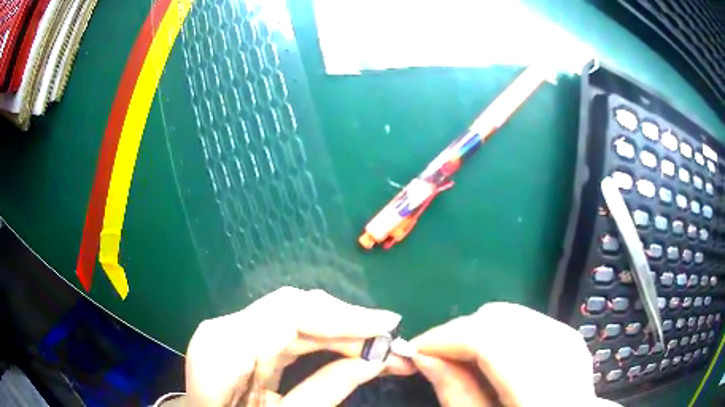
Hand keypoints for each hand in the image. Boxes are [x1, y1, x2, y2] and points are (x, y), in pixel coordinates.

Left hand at [184, 287, 409, 405]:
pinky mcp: (242, 339)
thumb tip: (374, 361)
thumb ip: (325, 392)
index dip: (343, 316)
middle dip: (348, 322)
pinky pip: (287, 330)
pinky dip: (322, 337)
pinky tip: (347, 345)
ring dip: (339, 329)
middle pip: (295, 308)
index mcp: (223, 349)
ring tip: (377, 343)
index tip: (388, 325)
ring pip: (295, 316)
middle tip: (390, 340)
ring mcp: (231, 331)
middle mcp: (225, 329)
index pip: (290, 314)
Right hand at [409, 302, 618, 405]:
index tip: (417, 349)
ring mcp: (573, 345)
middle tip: (437, 356)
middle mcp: (565, 359)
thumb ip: (456, 394)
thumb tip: (425, 357)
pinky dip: (501, 332)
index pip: (491, 340)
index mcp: (544, 393)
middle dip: (461, 331)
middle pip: (503, 318)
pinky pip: (529, 321)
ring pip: (515, 315)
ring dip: (480, 330)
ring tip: (461, 356)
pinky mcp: (572, 341)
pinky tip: (491, 355)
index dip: (447, 338)